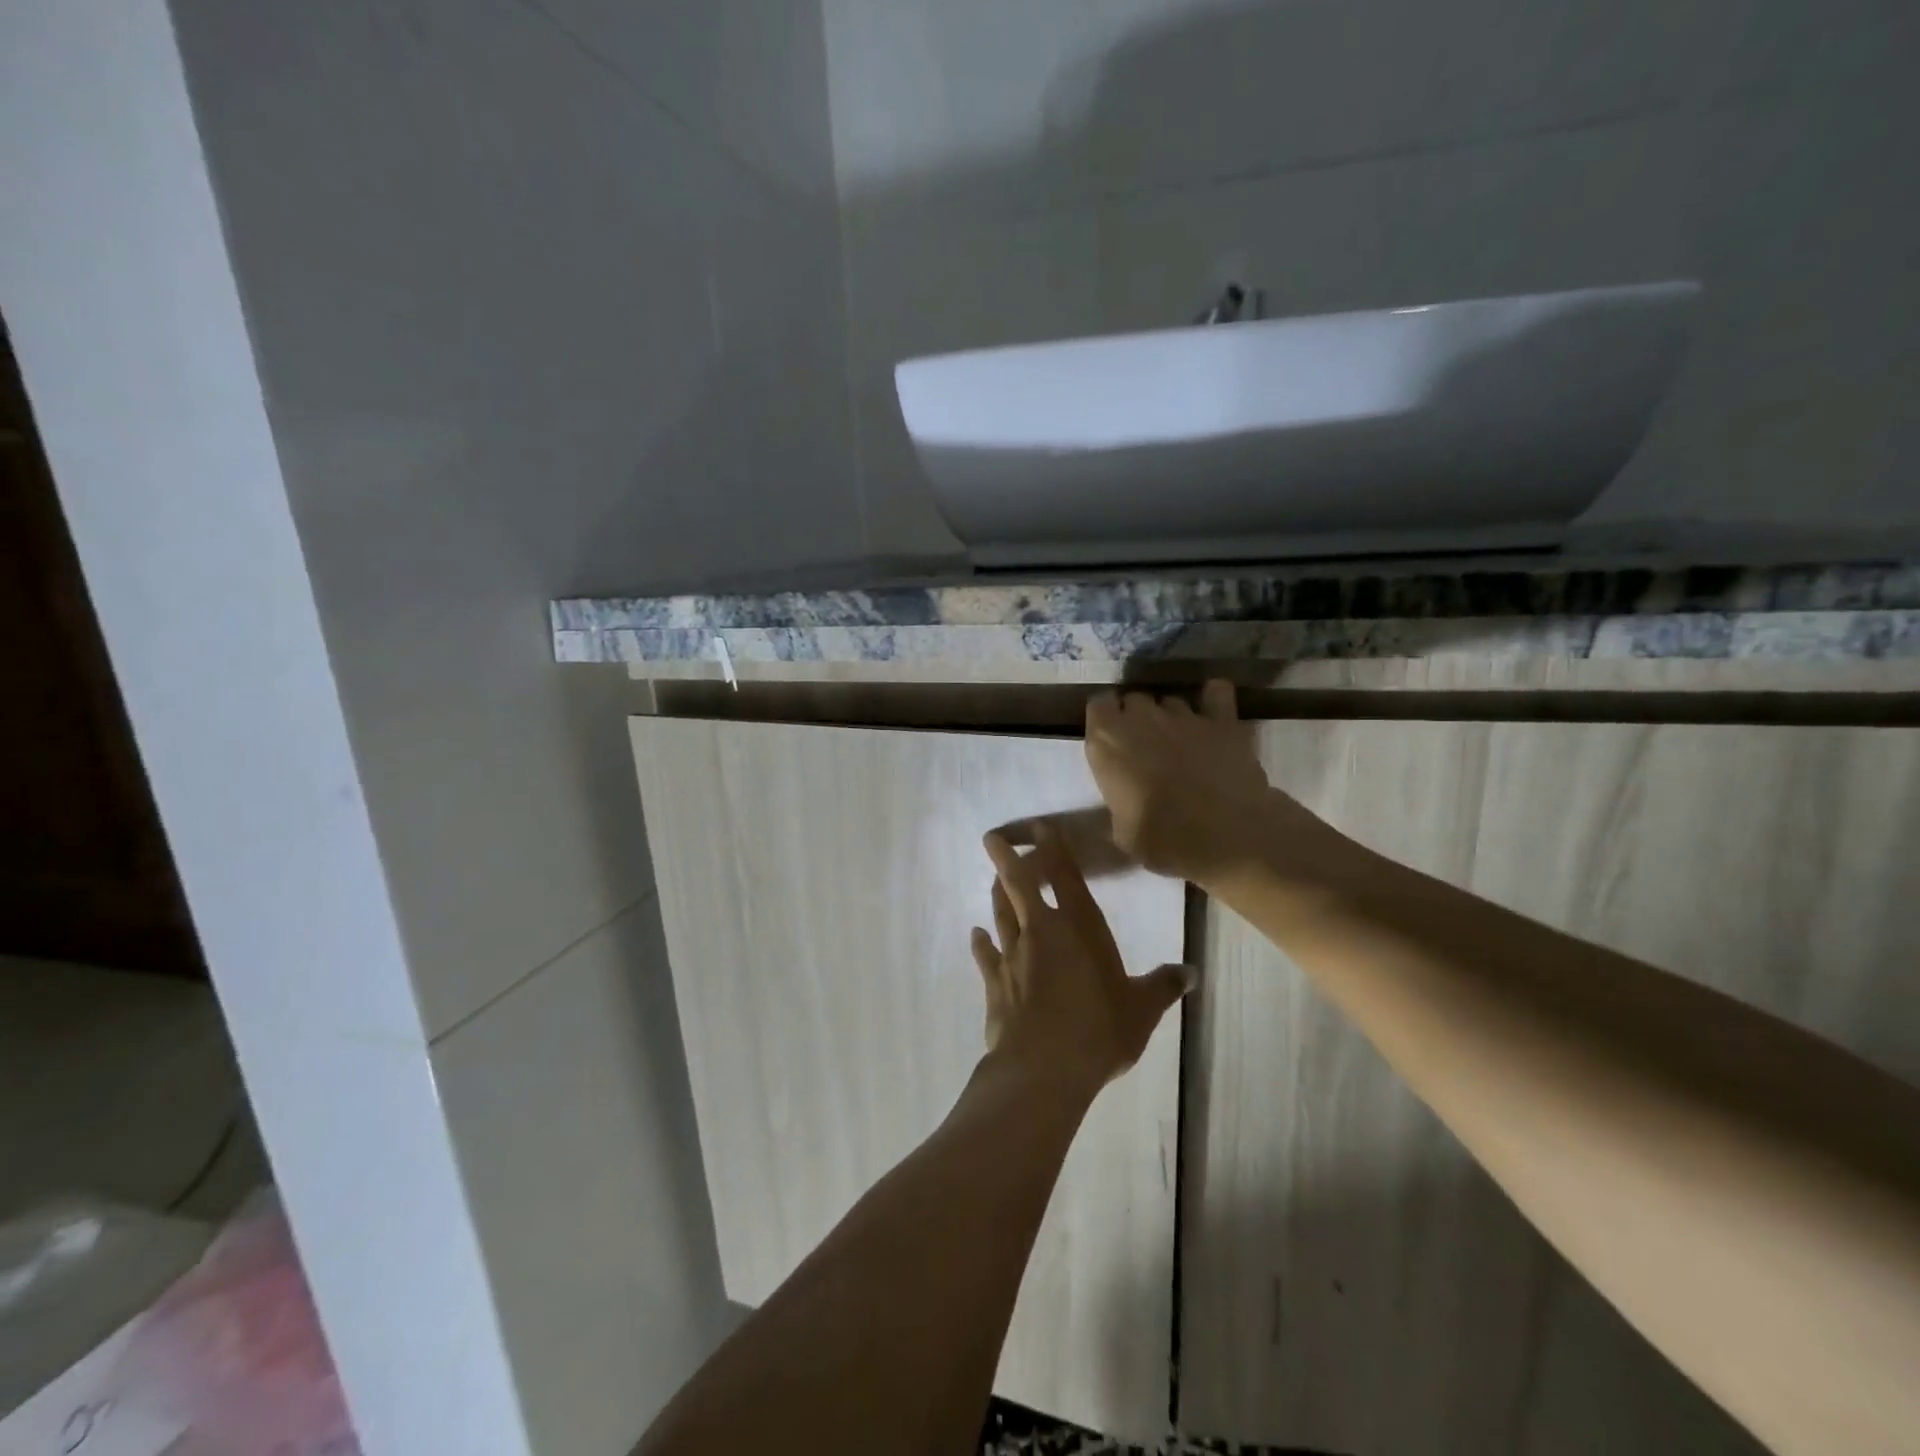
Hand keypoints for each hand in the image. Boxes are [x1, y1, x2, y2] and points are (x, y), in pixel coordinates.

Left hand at [970, 823, 1193, 1095]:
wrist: (1044, 1068)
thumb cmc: (1099, 1030)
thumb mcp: (1141, 1009)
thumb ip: (1162, 986)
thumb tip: (1190, 973)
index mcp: (1079, 928)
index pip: (1064, 876)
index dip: (1052, 848)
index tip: (1040, 827)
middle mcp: (1041, 932)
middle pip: (1018, 885)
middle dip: (1006, 859)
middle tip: (991, 838)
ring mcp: (1013, 955)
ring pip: (1000, 913)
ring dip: (996, 894)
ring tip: (993, 879)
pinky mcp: (995, 983)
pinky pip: (985, 954)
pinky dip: (981, 942)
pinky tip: (976, 934)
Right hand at [1084, 680, 1280, 885]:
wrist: (1224, 837)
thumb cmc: (1161, 840)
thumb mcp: (1122, 831)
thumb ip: (1119, 804)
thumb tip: (1125, 808)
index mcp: (1108, 741)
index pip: (1098, 704)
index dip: (1105, 719)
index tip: (1110, 739)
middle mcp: (1142, 718)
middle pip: (1135, 699)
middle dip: (1137, 718)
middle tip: (1144, 747)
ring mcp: (1185, 715)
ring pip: (1171, 701)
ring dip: (1170, 717)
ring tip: (1179, 742)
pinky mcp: (1223, 721)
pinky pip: (1216, 693)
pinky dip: (1213, 699)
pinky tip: (1213, 716)